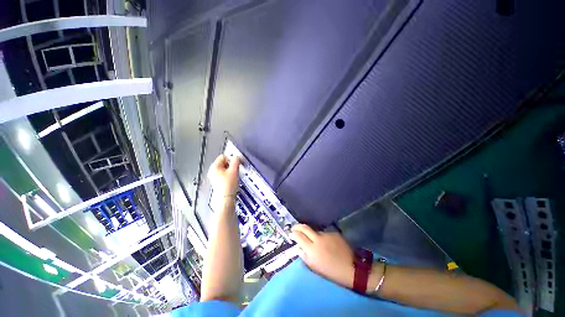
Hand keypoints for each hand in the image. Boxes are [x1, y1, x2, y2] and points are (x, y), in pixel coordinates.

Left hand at [208, 155, 240, 196]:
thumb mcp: (234, 170)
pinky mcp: (217, 182)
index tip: (237, 163)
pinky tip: (232, 180)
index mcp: (214, 166)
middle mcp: (212, 170)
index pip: (224, 156)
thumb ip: (236, 161)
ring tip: (234, 176)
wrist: (225, 198)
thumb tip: (236, 156)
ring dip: (231, 170)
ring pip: (224, 169)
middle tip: (236, 170)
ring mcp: (214, 177)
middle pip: (224, 162)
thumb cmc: (228, 184)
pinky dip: (229, 175)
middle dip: (231, 165)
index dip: (231, 159)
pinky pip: (224, 174)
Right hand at [290, 224, 354, 288]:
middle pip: (305, 227)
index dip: (293, 233)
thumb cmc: (331, 271)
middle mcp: (318, 238)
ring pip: (315, 230)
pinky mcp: (334, 233)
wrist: (351, 268)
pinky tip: (326, 242)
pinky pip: (324, 233)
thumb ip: (304, 256)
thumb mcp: (314, 267)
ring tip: (313, 239)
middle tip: (294, 228)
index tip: (291, 233)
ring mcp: (326, 234)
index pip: (298, 236)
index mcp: (312, 249)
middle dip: (298, 226)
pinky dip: (322, 236)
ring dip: (311, 233)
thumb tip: (299, 248)